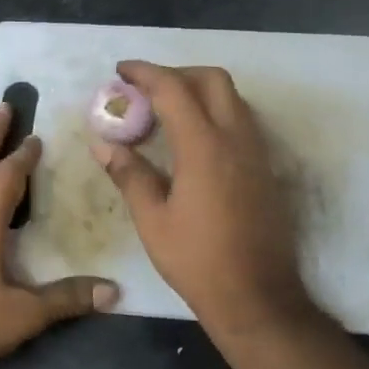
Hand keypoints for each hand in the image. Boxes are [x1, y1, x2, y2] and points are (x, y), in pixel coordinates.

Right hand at [93, 62, 309, 337]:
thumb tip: (103, 144)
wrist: (258, 297)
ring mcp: (256, 153)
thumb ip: (129, 174)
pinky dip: (214, 112)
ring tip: (165, 111)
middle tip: (145, 89)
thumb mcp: (152, 220)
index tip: (120, 71)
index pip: (173, 89)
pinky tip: (192, 139)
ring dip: (198, 91)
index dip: (144, 73)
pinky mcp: (265, 169)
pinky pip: (241, 120)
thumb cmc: (197, 260)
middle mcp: (236, 139)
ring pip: (232, 98)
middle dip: (176, 73)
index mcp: (204, 147)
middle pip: (212, 80)